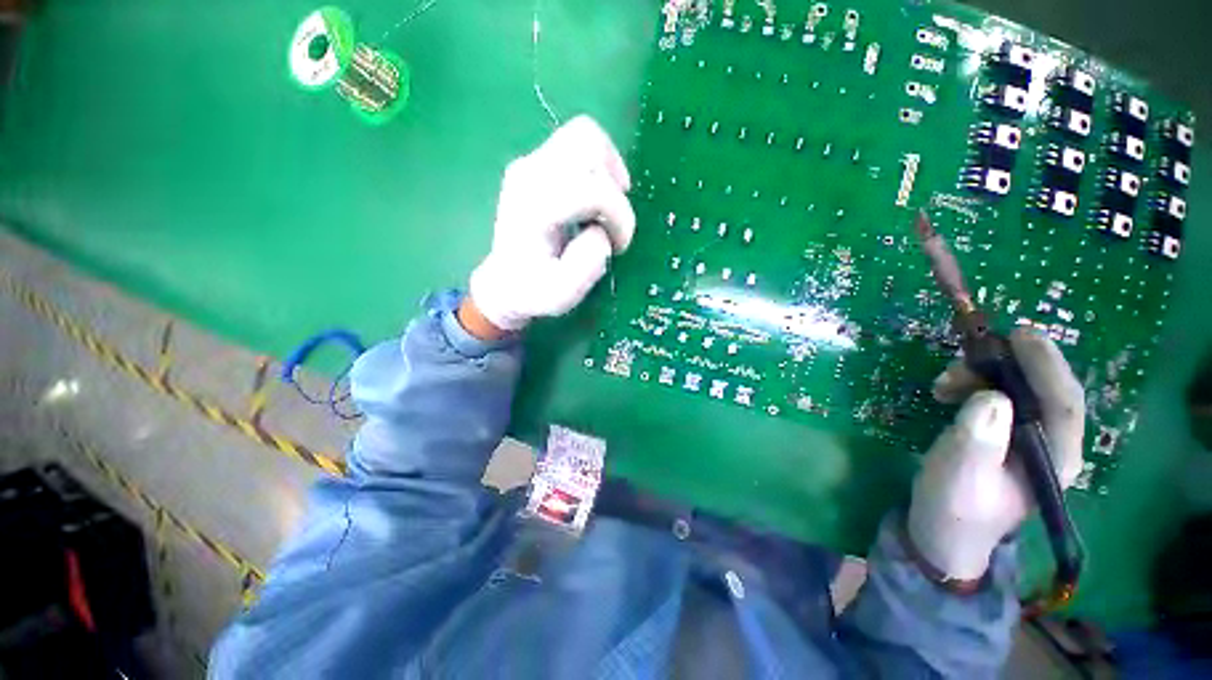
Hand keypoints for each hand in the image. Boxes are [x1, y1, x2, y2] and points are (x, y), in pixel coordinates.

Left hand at [466, 116, 635, 335]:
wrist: (504, 281)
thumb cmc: (534, 291)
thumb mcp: (562, 294)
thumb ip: (587, 265)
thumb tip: (600, 232)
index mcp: (535, 208)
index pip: (593, 190)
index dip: (620, 216)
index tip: (619, 245)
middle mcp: (530, 174)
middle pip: (588, 144)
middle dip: (614, 184)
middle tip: (614, 219)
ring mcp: (530, 163)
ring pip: (585, 135)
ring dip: (609, 169)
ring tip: (608, 206)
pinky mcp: (536, 163)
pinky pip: (577, 145)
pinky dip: (598, 166)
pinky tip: (595, 199)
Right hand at [907, 329, 1085, 582]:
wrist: (943, 531)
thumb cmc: (954, 507)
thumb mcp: (959, 474)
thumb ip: (977, 439)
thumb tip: (991, 396)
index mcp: (1055, 458)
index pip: (1064, 402)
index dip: (1047, 365)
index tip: (1019, 335)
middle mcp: (1051, 444)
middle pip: (1042, 389)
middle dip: (1003, 367)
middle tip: (960, 362)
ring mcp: (1028, 439)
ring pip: (1017, 389)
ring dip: (980, 376)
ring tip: (942, 384)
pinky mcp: (1005, 435)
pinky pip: (998, 397)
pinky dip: (973, 385)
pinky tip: (948, 392)